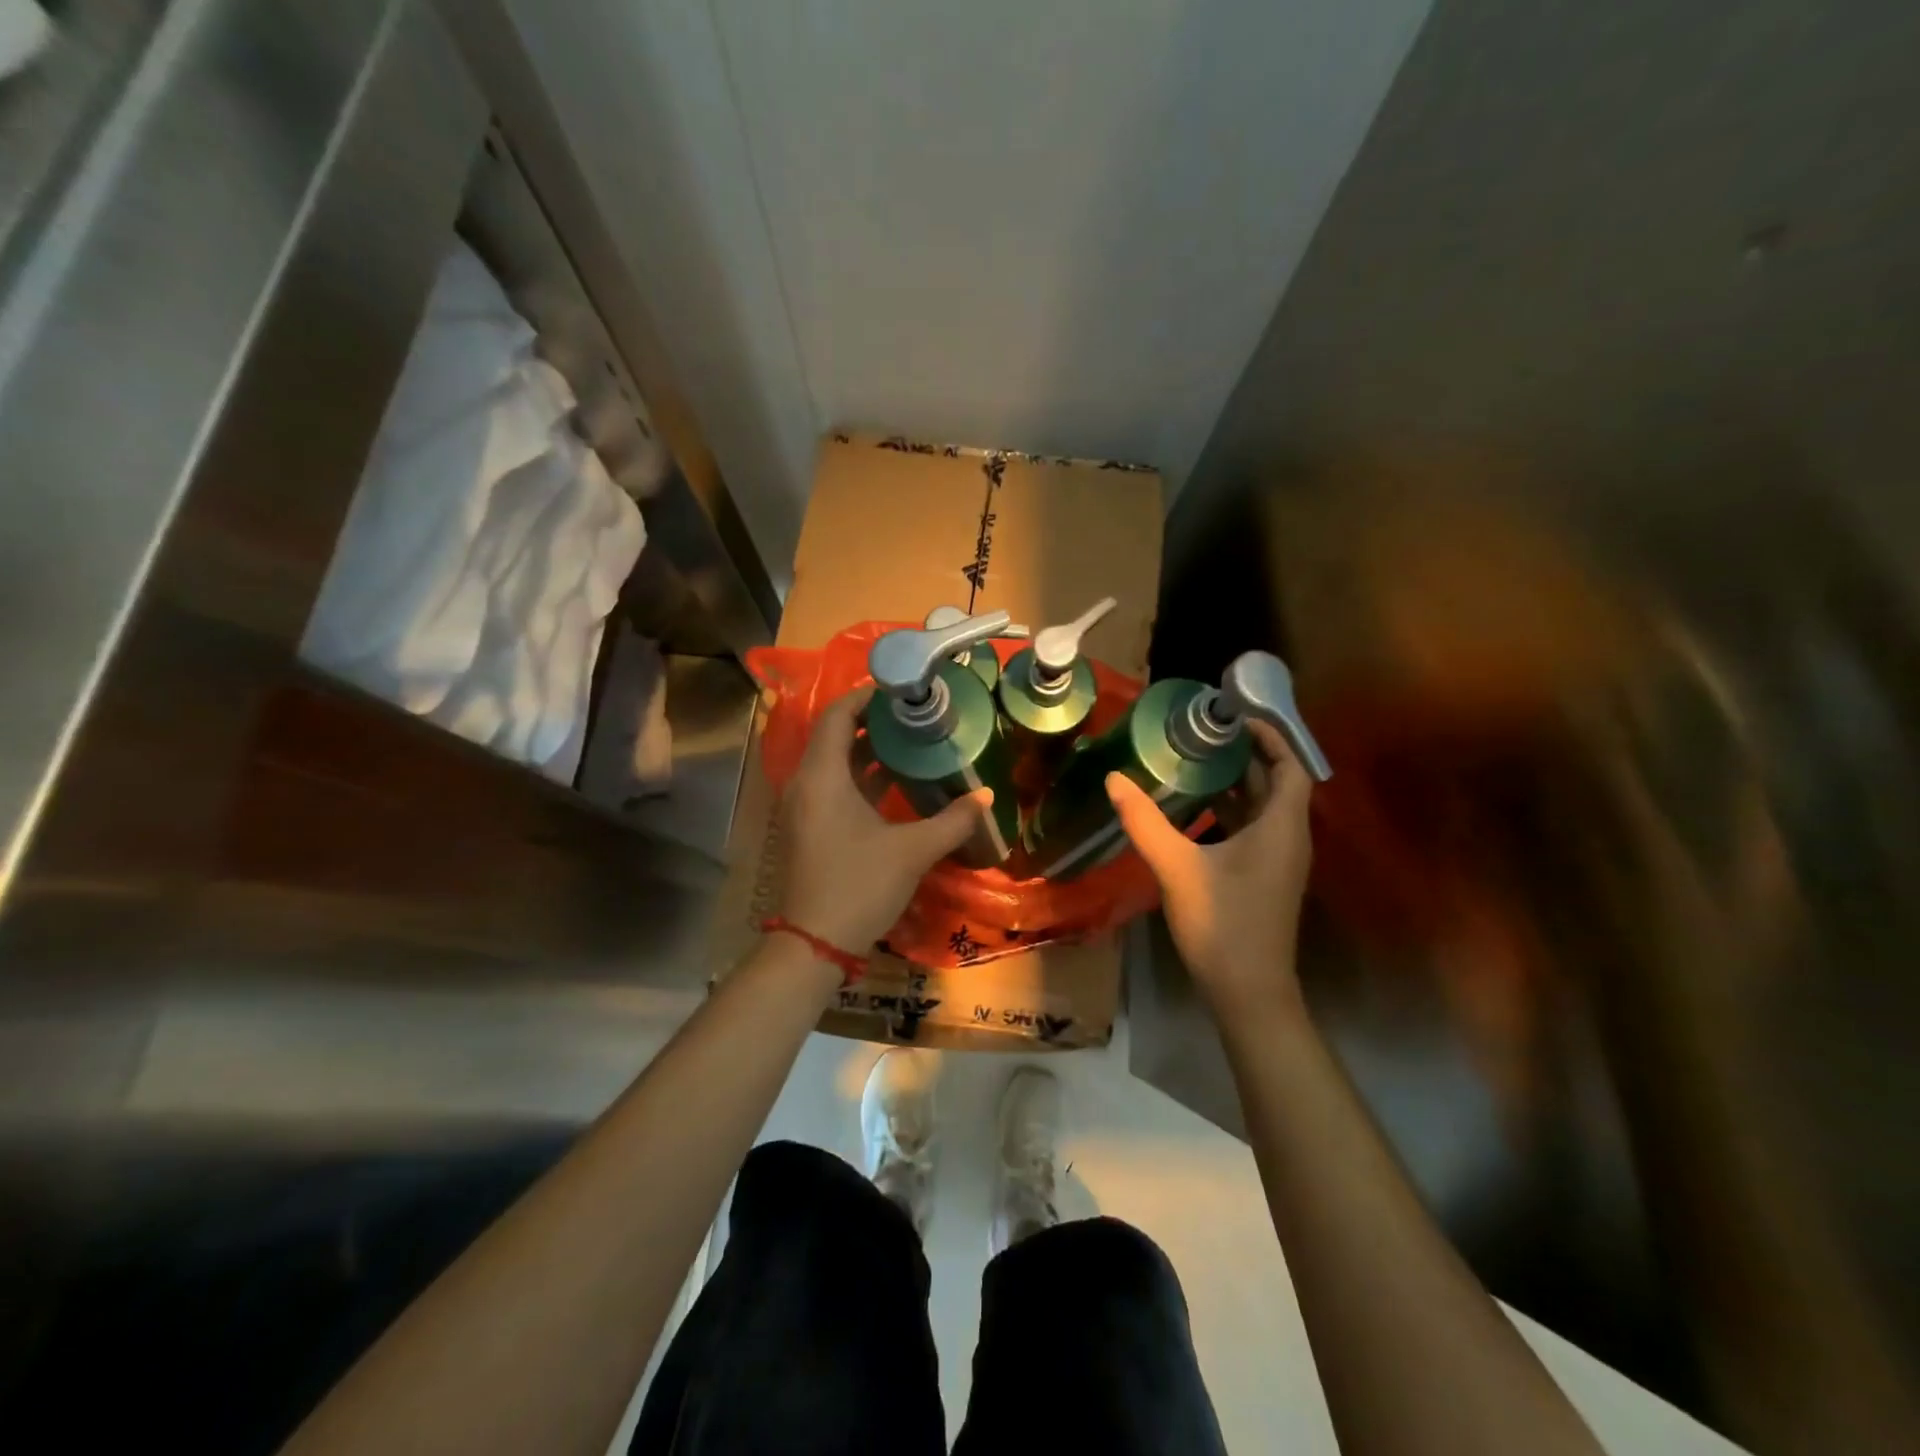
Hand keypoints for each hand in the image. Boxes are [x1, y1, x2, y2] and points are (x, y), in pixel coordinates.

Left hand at [778, 686, 993, 953]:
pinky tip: (895, 781)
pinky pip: (834, 785)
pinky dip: (861, 776)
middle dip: (874, 721)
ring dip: (868, 749)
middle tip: (915, 713)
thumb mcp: (913, 850)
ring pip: (835, 762)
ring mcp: (804, 806)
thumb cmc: (859, 885)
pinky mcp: (809, 826)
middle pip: (835, 735)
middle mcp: (805, 783)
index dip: (867, 697)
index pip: (838, 715)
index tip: (903, 690)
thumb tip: (986, 798)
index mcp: (822, 776)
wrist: (815, 943)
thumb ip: (953, 820)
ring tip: (912, 739)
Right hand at [1106, 720, 1313, 1016]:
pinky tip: (1195, 810)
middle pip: (1276, 784)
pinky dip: (1230, 811)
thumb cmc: (1222, 924)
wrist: (1249, 991)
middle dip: (1245, 756)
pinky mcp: (1264, 878)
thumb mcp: (1177, 867)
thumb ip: (1145, 821)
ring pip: (1263, 809)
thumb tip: (1114, 778)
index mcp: (1280, 827)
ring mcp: (1278, 861)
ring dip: (1236, 784)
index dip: (1269, 737)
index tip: (1235, 718)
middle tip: (1204, 734)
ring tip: (1195, 761)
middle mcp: (1288, 838)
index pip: (1290, 766)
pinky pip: (1253, 830)